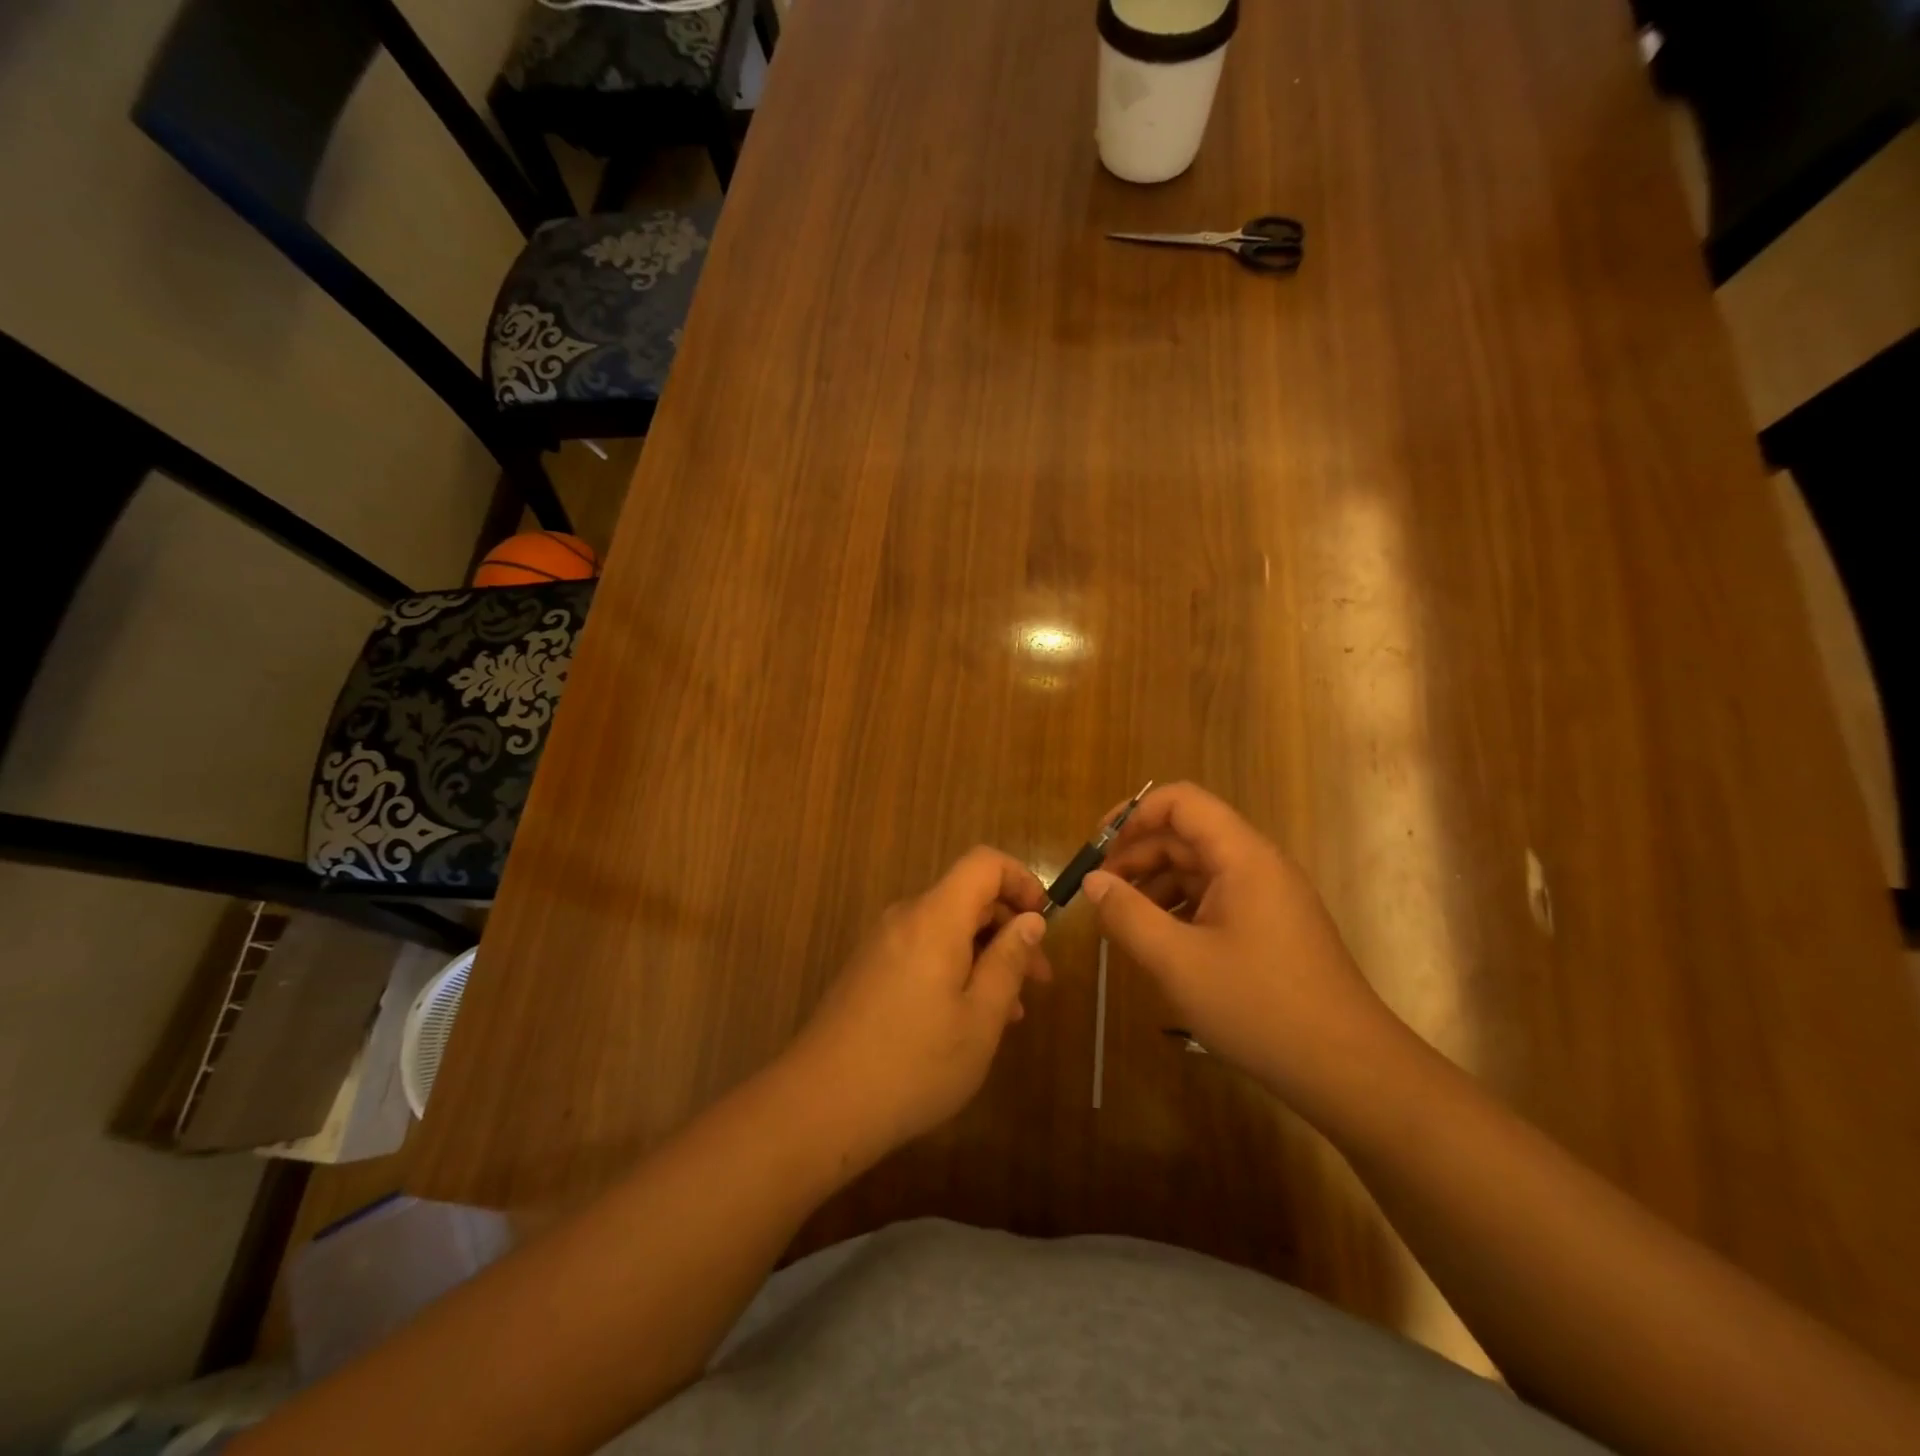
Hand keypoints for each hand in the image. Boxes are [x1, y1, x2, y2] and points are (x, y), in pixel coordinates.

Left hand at [788, 847, 1051, 1159]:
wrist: (820, 1105)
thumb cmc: (913, 1063)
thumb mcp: (980, 1018)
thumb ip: (1008, 962)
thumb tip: (1031, 920)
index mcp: (935, 918)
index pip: (984, 863)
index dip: (1021, 880)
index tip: (1044, 921)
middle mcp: (905, 918)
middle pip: (967, 897)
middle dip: (1009, 928)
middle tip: (1039, 980)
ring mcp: (882, 944)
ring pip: (947, 929)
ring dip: (985, 955)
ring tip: (1011, 1010)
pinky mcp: (869, 970)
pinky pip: (923, 950)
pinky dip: (955, 968)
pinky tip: (968, 1018)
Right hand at [1083, 783, 1397, 1110]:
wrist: (1349, 1071)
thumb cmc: (1260, 1007)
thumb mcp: (1178, 962)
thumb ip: (1128, 916)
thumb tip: (1093, 882)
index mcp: (1243, 857)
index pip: (1182, 802)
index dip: (1134, 814)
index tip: (1097, 846)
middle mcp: (1257, 866)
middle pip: (1187, 837)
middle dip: (1137, 856)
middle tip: (1099, 894)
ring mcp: (1267, 898)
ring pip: (1198, 872)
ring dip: (1154, 887)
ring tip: (1120, 923)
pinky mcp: (1269, 929)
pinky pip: (1214, 902)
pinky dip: (1178, 912)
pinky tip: (1157, 945)